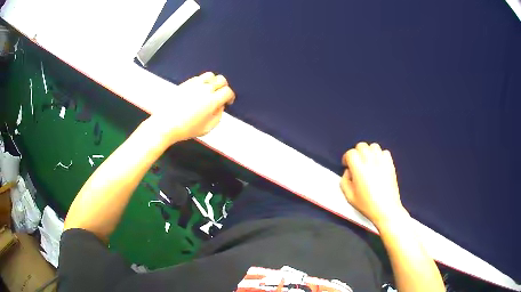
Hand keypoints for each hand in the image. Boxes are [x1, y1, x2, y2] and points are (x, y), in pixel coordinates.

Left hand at [148, 72, 235, 144]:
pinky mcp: (185, 83)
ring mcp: (194, 84)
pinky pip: (198, 77)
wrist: (165, 124)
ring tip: (209, 90)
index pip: (228, 91)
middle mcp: (205, 89)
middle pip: (221, 80)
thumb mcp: (207, 128)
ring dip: (213, 81)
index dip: (230, 96)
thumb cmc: (186, 129)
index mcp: (212, 100)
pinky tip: (198, 90)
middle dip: (224, 87)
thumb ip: (218, 116)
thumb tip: (220, 106)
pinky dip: (202, 82)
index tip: (228, 101)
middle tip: (220, 95)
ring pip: (210, 75)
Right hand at [340, 142, 407, 227]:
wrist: (386, 209)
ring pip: (373, 146)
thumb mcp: (349, 197)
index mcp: (359, 169)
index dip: (346, 158)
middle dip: (357, 152)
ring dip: (369, 152)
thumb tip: (347, 172)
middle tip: (356, 163)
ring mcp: (382, 162)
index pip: (350, 153)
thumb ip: (344, 181)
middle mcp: (371, 162)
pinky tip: (378, 164)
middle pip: (361, 146)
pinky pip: (385, 152)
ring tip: (368, 162)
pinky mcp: (391, 164)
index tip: (346, 165)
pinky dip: (380, 155)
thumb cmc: (367, 205)